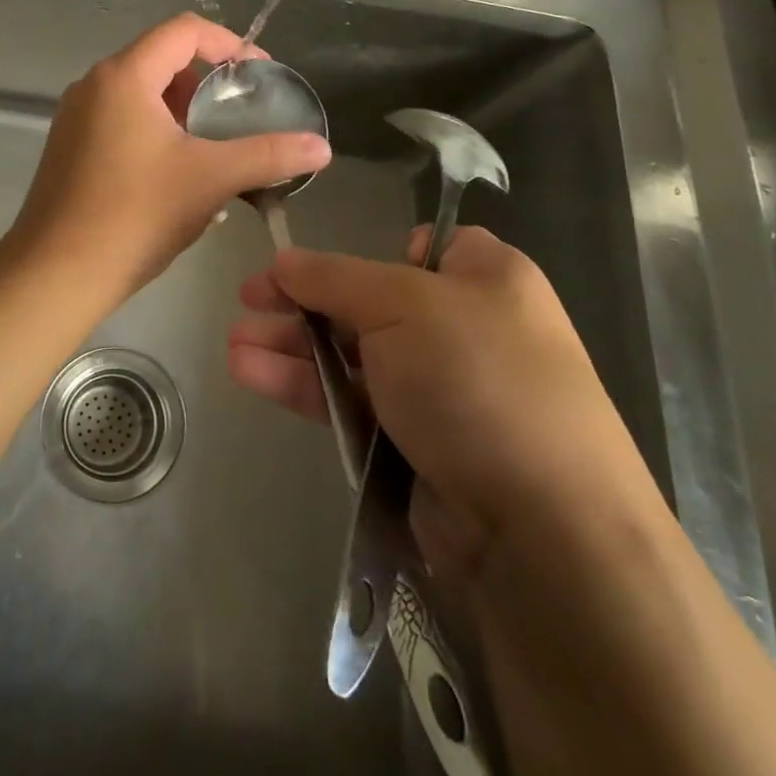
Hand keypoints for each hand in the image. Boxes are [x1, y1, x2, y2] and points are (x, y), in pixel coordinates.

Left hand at [9, 14, 330, 303]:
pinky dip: (156, 133)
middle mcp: (93, 85)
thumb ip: (269, 155)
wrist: (57, 273)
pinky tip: (178, 176)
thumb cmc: (136, 215)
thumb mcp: (211, 179)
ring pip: (142, 95)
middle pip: (162, 60)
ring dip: (183, 113)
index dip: (229, 44)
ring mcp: (76, 117)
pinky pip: (122, 122)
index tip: (258, 77)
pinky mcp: (69, 148)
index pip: (184, 31)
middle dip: (208, 84)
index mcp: (124, 76)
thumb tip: (322, 147)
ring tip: (214, 149)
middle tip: (239, 117)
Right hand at [227, 226, 655, 577]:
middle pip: (368, 301)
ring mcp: (440, 389)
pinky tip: (251, 374)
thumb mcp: (401, 302)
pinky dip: (305, 385)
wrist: (541, 527)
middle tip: (246, 301)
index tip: (316, 267)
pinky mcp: (416, 442)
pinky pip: (351, 400)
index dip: (366, 252)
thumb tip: (282, 259)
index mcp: (485, 277)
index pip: (422, 247)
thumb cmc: (475, 378)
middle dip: (303, 302)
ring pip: (352, 354)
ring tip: (234, 343)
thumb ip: (333, 278)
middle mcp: (465, 327)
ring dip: (292, 346)